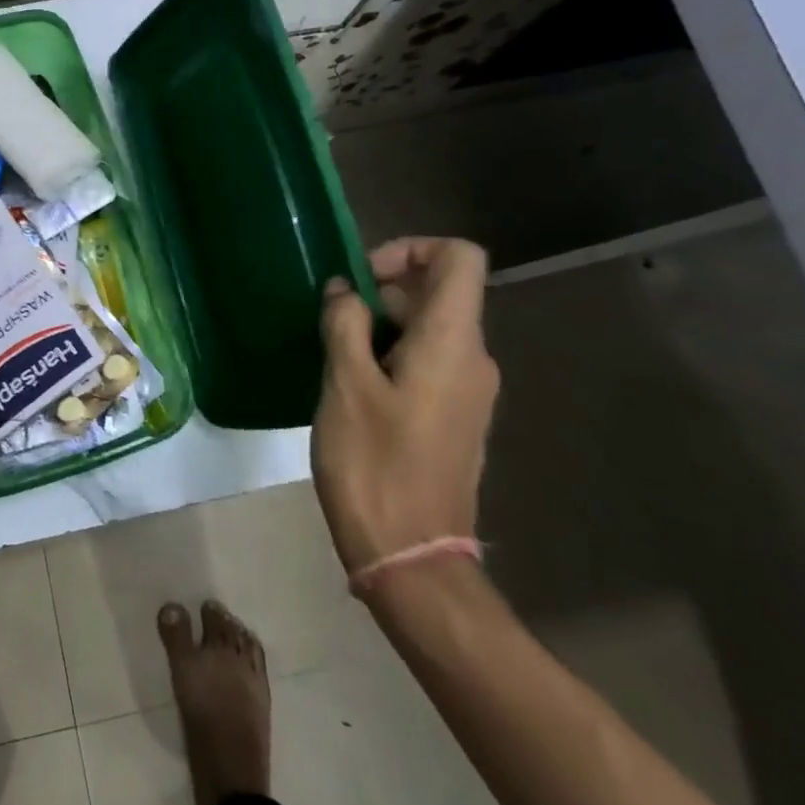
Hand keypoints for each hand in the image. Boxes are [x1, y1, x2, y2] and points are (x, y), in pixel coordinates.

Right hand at [311, 238, 498, 577]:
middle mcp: (473, 359)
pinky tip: (351, 388)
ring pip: (428, 329)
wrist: (410, 555)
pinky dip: (390, 356)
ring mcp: (468, 391)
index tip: (362, 277)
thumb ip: (344, 323)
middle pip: (439, 292)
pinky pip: (428, 363)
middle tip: (331, 321)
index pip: (459, 258)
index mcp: (452, 342)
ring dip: (380, 326)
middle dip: (382, 292)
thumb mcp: (345, 384)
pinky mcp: (455, 418)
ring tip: (333, 356)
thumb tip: (344, 291)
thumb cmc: (374, 463)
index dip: (410, 249)